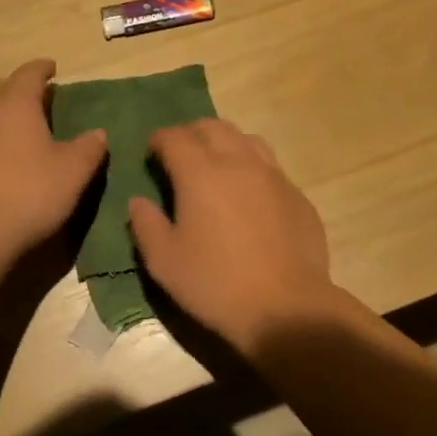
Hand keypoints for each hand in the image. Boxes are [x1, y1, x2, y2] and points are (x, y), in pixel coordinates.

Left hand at [0, 59, 107, 262]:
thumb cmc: (29, 194)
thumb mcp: (73, 173)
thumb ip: (88, 149)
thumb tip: (98, 133)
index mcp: (15, 106)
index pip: (28, 75)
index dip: (41, 69)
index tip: (51, 68)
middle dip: (12, 88)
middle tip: (31, 99)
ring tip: (11, 129)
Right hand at [126, 119, 339, 355]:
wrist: (286, 308)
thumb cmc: (215, 284)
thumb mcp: (164, 261)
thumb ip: (145, 225)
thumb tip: (138, 201)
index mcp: (200, 172)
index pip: (175, 137)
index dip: (159, 139)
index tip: (152, 152)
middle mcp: (239, 162)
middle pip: (213, 127)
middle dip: (192, 133)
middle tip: (181, 155)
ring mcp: (274, 176)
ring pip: (247, 139)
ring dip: (226, 143)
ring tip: (217, 166)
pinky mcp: (297, 195)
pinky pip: (271, 167)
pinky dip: (252, 168)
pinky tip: (249, 196)